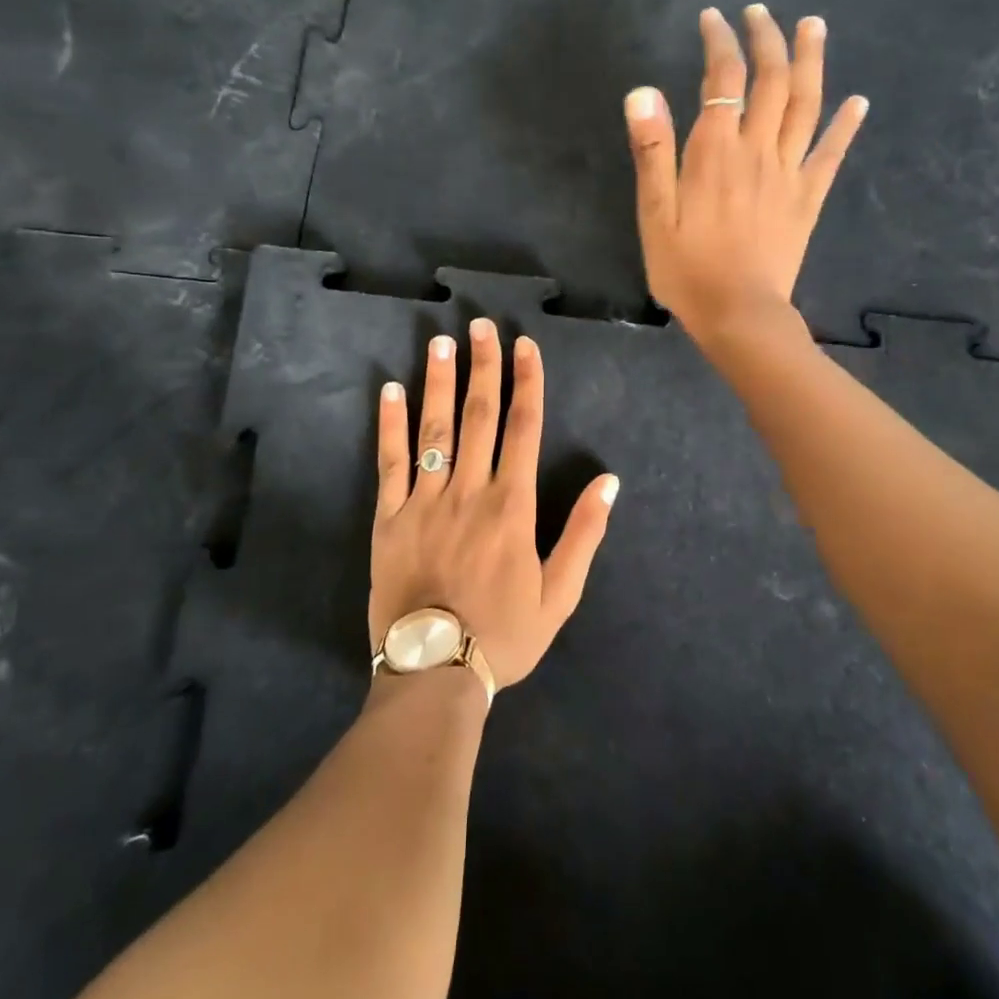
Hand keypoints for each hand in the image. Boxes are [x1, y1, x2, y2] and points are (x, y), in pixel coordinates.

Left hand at [368, 320, 619, 690]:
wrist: (435, 672)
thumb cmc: (503, 634)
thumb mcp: (560, 593)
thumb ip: (584, 533)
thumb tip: (609, 481)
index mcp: (512, 506)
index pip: (523, 428)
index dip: (526, 383)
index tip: (525, 346)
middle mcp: (469, 491)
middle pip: (478, 416)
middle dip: (483, 367)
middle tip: (481, 326)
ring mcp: (424, 502)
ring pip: (434, 429)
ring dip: (439, 382)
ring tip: (440, 342)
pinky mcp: (388, 519)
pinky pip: (390, 463)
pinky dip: (390, 425)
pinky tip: (389, 391)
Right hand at [623, 5, 866, 345]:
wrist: (738, 313)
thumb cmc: (687, 269)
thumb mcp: (653, 214)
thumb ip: (652, 152)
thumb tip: (643, 91)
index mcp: (715, 151)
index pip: (723, 78)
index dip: (720, 41)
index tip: (714, 18)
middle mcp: (758, 150)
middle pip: (771, 79)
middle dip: (767, 38)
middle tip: (761, 12)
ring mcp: (789, 172)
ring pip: (806, 104)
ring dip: (811, 61)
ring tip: (813, 26)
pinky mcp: (808, 198)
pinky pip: (831, 153)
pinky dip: (846, 124)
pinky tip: (859, 101)